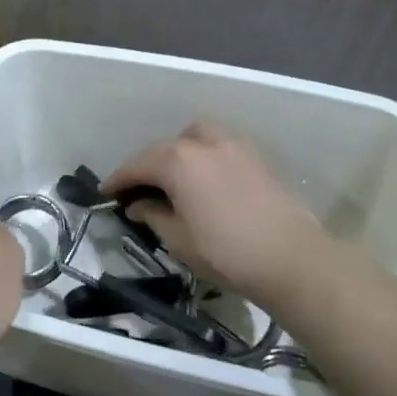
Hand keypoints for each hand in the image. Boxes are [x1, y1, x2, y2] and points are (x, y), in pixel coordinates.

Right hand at [105, 120, 332, 306]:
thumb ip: (153, 215)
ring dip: (175, 152)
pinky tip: (202, 178)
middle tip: (134, 189)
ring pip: (193, 137)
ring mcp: (233, 145)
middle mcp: (202, 143)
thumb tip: (138, 205)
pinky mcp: (255, 156)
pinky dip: (201, 155)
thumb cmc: (225, 251)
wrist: (291, 258)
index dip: (118, 179)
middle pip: (163, 148)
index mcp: (177, 160)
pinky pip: (217, 145)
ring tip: (170, 177)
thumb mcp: (178, 239)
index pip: (136, 165)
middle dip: (145, 165)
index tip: (105, 193)